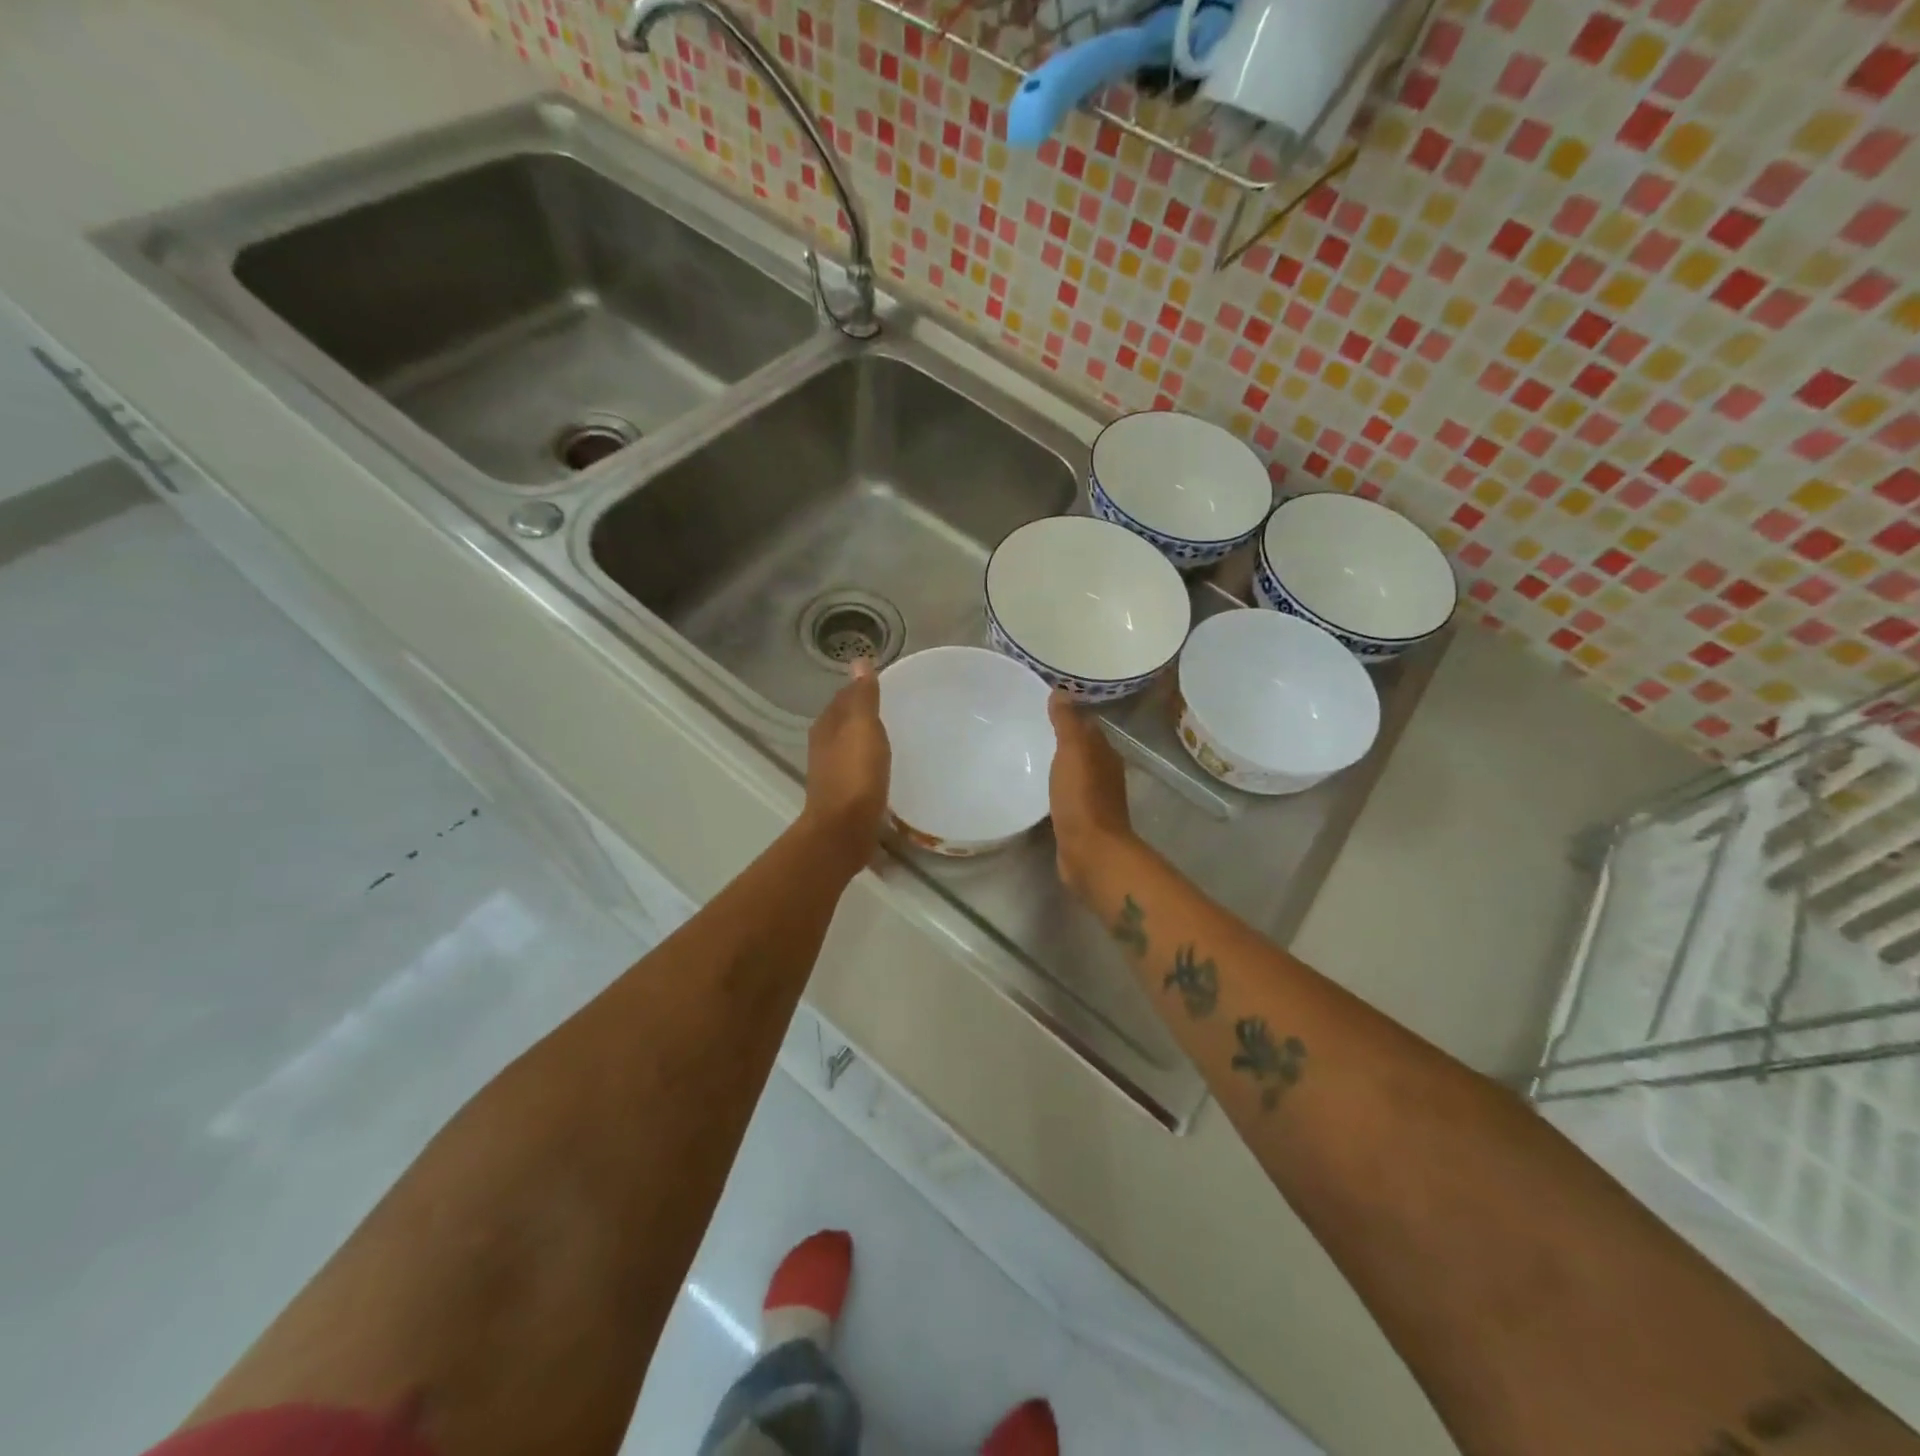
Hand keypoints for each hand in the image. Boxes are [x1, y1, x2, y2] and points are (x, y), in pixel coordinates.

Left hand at [802, 661, 891, 868]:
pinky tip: (884, 766)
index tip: (886, 685)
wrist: (843, 830)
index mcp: (827, 726)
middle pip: (845, 720)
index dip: (862, 688)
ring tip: (892, 735)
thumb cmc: (855, 775)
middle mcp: (824, 745)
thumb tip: (858, 661)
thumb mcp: (863, 728)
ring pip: (850, 745)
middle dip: (864, 713)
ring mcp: (831, 771)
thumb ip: (862, 696)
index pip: (844, 697)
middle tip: (894, 708)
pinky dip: (869, 761)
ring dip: (866, 738)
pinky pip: (857, 767)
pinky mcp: (843, 793)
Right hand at [1047, 691, 1133, 895]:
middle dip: (1062, 739)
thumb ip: (1067, 722)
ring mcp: (1094, 798)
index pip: (1087, 725)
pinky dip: (1056, 788)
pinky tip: (1038, 788)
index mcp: (1105, 753)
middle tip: (1030, 729)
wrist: (1090, 851)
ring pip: (1075, 772)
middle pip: (1083, 749)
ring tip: (1029, 756)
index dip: (1069, 715)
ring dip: (1059, 765)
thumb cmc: (1082, 798)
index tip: (1043, 707)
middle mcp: (1104, 772)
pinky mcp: (1081, 820)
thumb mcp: (1073, 752)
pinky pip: (1067, 795)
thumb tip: (1061, 691)